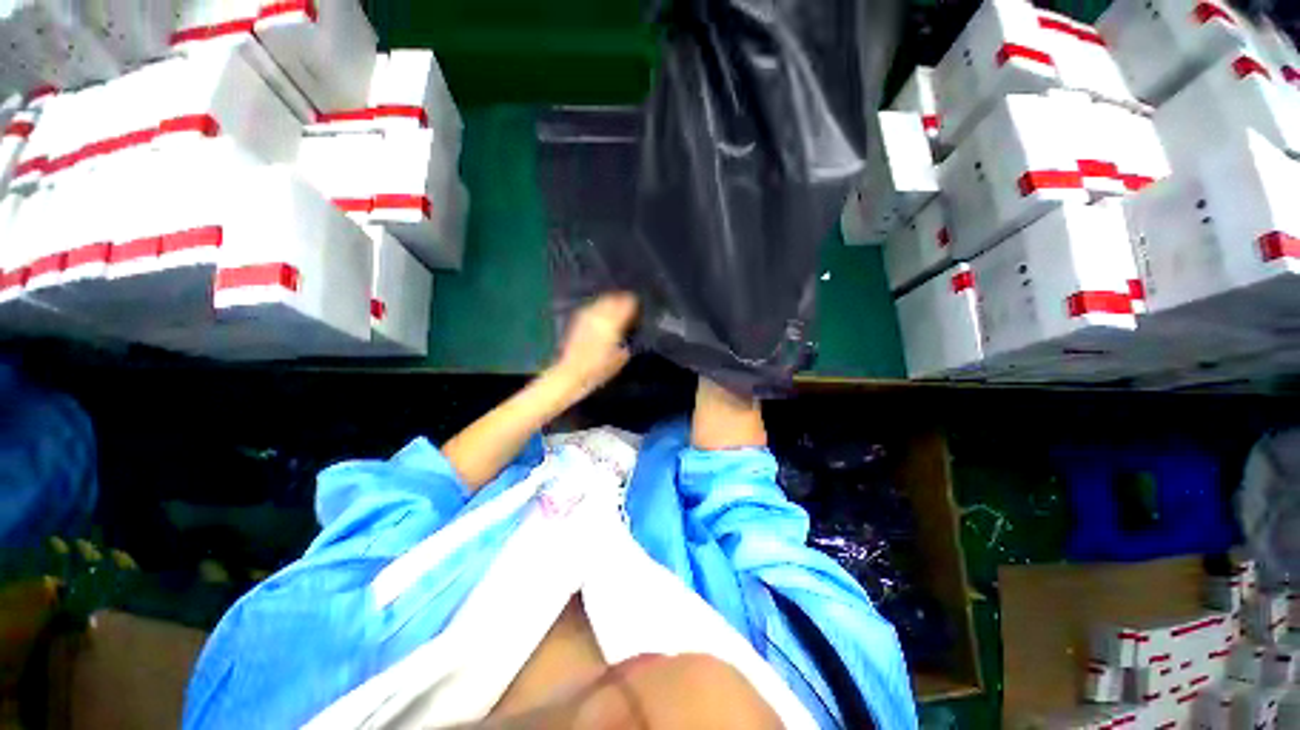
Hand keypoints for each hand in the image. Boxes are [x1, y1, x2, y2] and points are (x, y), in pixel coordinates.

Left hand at [551, 292, 637, 398]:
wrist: (572, 373)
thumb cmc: (599, 369)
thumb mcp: (621, 358)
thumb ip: (627, 343)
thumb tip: (628, 336)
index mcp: (613, 323)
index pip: (626, 304)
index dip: (633, 303)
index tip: (638, 305)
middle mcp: (599, 316)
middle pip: (612, 299)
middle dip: (621, 299)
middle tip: (628, 303)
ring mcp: (586, 317)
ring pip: (600, 301)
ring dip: (609, 302)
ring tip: (615, 307)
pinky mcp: (577, 322)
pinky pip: (591, 308)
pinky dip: (598, 308)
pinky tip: (600, 315)